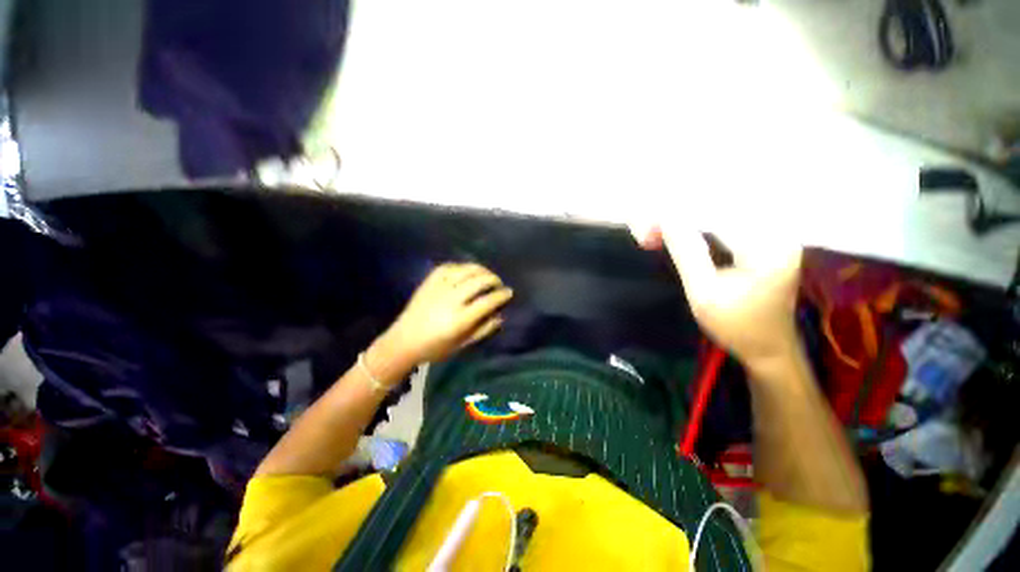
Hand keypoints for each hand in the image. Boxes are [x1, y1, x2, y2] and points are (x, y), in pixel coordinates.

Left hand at [376, 263, 512, 367]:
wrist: (402, 342)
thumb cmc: (434, 348)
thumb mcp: (462, 345)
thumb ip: (483, 330)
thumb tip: (500, 316)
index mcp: (459, 319)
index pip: (487, 301)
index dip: (501, 295)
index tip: (509, 292)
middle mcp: (450, 300)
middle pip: (479, 281)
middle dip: (494, 279)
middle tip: (499, 284)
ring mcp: (438, 288)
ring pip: (465, 270)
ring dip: (480, 270)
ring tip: (486, 275)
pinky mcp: (428, 282)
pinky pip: (448, 267)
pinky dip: (461, 266)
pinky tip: (466, 271)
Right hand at [632, 224, 802, 368]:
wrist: (769, 346)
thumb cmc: (735, 326)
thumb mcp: (703, 293)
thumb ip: (686, 253)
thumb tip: (666, 220)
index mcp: (766, 248)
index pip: (716, 215)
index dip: (678, 216)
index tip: (649, 226)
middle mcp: (778, 232)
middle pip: (720, 209)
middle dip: (680, 215)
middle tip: (650, 230)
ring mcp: (776, 233)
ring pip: (722, 212)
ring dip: (688, 219)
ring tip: (661, 231)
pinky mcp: (768, 238)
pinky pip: (729, 222)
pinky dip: (702, 225)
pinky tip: (682, 233)